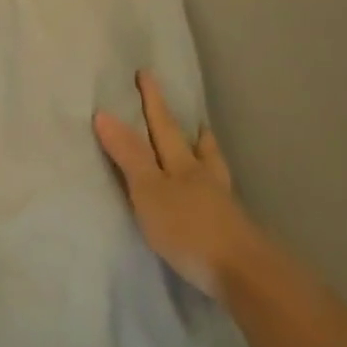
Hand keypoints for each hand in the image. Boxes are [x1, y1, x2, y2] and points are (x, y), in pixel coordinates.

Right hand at [95, 71, 263, 298]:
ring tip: (206, 144)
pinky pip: (219, 194)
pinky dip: (214, 184)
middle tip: (193, 114)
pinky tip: (213, 193)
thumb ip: (128, 155)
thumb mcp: (149, 190)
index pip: (163, 126)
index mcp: (182, 164)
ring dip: (207, 153)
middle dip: (187, 128)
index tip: (146, 74)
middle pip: (196, 145)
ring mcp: (221, 202)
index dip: (153, 101)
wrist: (242, 271)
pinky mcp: (231, 227)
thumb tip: (104, 114)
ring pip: (213, 168)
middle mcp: (204, 176)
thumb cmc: (188, 228)